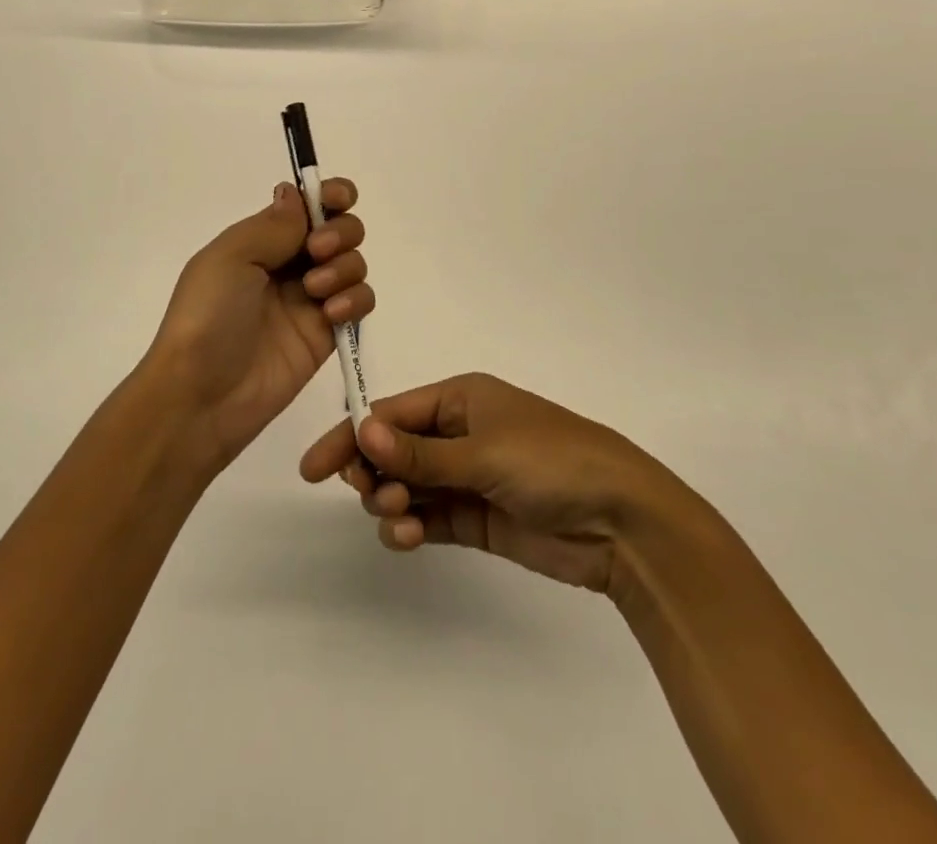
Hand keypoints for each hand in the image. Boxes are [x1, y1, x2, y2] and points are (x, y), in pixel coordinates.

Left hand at [142, 179, 373, 473]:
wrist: (202, 395)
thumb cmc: (207, 316)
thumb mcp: (230, 257)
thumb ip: (273, 225)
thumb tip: (297, 193)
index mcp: (260, 240)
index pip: (306, 205)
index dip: (329, 194)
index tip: (338, 199)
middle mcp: (288, 264)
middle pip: (339, 229)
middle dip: (340, 231)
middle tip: (317, 250)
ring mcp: (310, 300)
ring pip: (353, 263)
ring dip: (344, 266)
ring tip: (315, 291)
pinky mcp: (326, 334)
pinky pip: (360, 303)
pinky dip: (355, 300)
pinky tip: (331, 314)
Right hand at [299, 372, 670, 593]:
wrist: (622, 520)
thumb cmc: (551, 462)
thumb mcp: (483, 451)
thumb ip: (420, 451)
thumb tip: (361, 431)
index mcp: (461, 399)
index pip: (391, 413)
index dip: (352, 437)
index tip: (315, 469)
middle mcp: (459, 433)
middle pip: (394, 449)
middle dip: (374, 472)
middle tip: (375, 494)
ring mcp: (468, 477)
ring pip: (408, 486)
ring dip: (392, 501)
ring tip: (400, 518)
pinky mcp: (478, 518)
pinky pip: (430, 518)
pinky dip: (412, 527)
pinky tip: (408, 538)